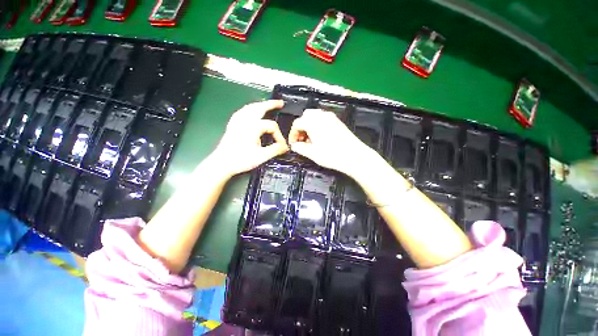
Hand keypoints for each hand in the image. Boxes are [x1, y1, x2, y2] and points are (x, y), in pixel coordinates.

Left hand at [211, 100, 288, 177]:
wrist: (222, 163)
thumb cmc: (240, 160)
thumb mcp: (261, 156)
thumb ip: (275, 150)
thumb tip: (284, 147)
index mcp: (253, 127)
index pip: (272, 126)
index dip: (279, 136)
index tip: (282, 146)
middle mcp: (245, 121)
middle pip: (260, 107)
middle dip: (271, 104)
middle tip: (280, 103)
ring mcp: (237, 121)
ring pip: (250, 107)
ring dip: (260, 104)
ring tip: (267, 104)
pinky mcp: (232, 125)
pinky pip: (242, 112)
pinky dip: (249, 109)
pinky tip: (250, 111)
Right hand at [288, 109, 375, 177]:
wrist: (354, 156)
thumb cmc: (331, 155)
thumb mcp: (312, 153)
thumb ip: (300, 148)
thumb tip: (294, 145)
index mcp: (312, 122)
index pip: (297, 124)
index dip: (293, 134)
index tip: (293, 144)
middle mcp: (321, 115)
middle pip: (305, 117)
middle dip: (301, 128)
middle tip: (302, 140)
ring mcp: (331, 117)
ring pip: (315, 117)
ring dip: (309, 126)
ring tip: (311, 140)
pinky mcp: (338, 121)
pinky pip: (323, 119)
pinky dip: (318, 125)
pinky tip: (321, 138)